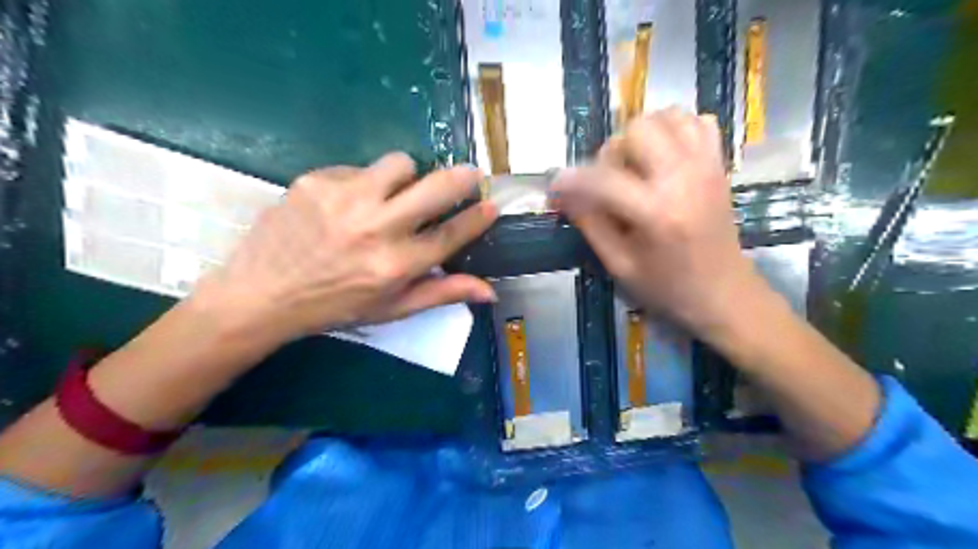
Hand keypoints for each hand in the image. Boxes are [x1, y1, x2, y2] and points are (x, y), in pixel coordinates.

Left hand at [192, 153, 497, 345]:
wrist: (261, 294)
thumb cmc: (335, 306)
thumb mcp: (393, 309)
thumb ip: (442, 293)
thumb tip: (490, 292)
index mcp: (397, 265)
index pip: (453, 233)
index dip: (479, 216)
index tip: (492, 204)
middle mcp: (377, 228)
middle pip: (438, 187)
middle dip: (463, 178)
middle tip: (470, 176)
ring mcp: (345, 199)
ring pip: (401, 163)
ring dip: (408, 176)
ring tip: (394, 194)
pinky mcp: (317, 180)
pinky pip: (359, 168)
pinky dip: (365, 183)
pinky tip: (348, 204)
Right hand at [549, 106, 763, 336]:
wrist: (724, 294)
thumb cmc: (667, 288)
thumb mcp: (619, 264)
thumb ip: (589, 223)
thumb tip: (563, 193)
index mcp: (657, 212)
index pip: (602, 179)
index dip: (571, 180)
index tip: (555, 187)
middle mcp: (684, 177)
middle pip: (637, 129)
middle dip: (612, 152)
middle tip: (610, 181)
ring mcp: (706, 166)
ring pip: (667, 116)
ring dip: (642, 135)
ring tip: (636, 166)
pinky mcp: (719, 164)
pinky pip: (697, 122)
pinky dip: (674, 130)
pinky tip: (664, 157)